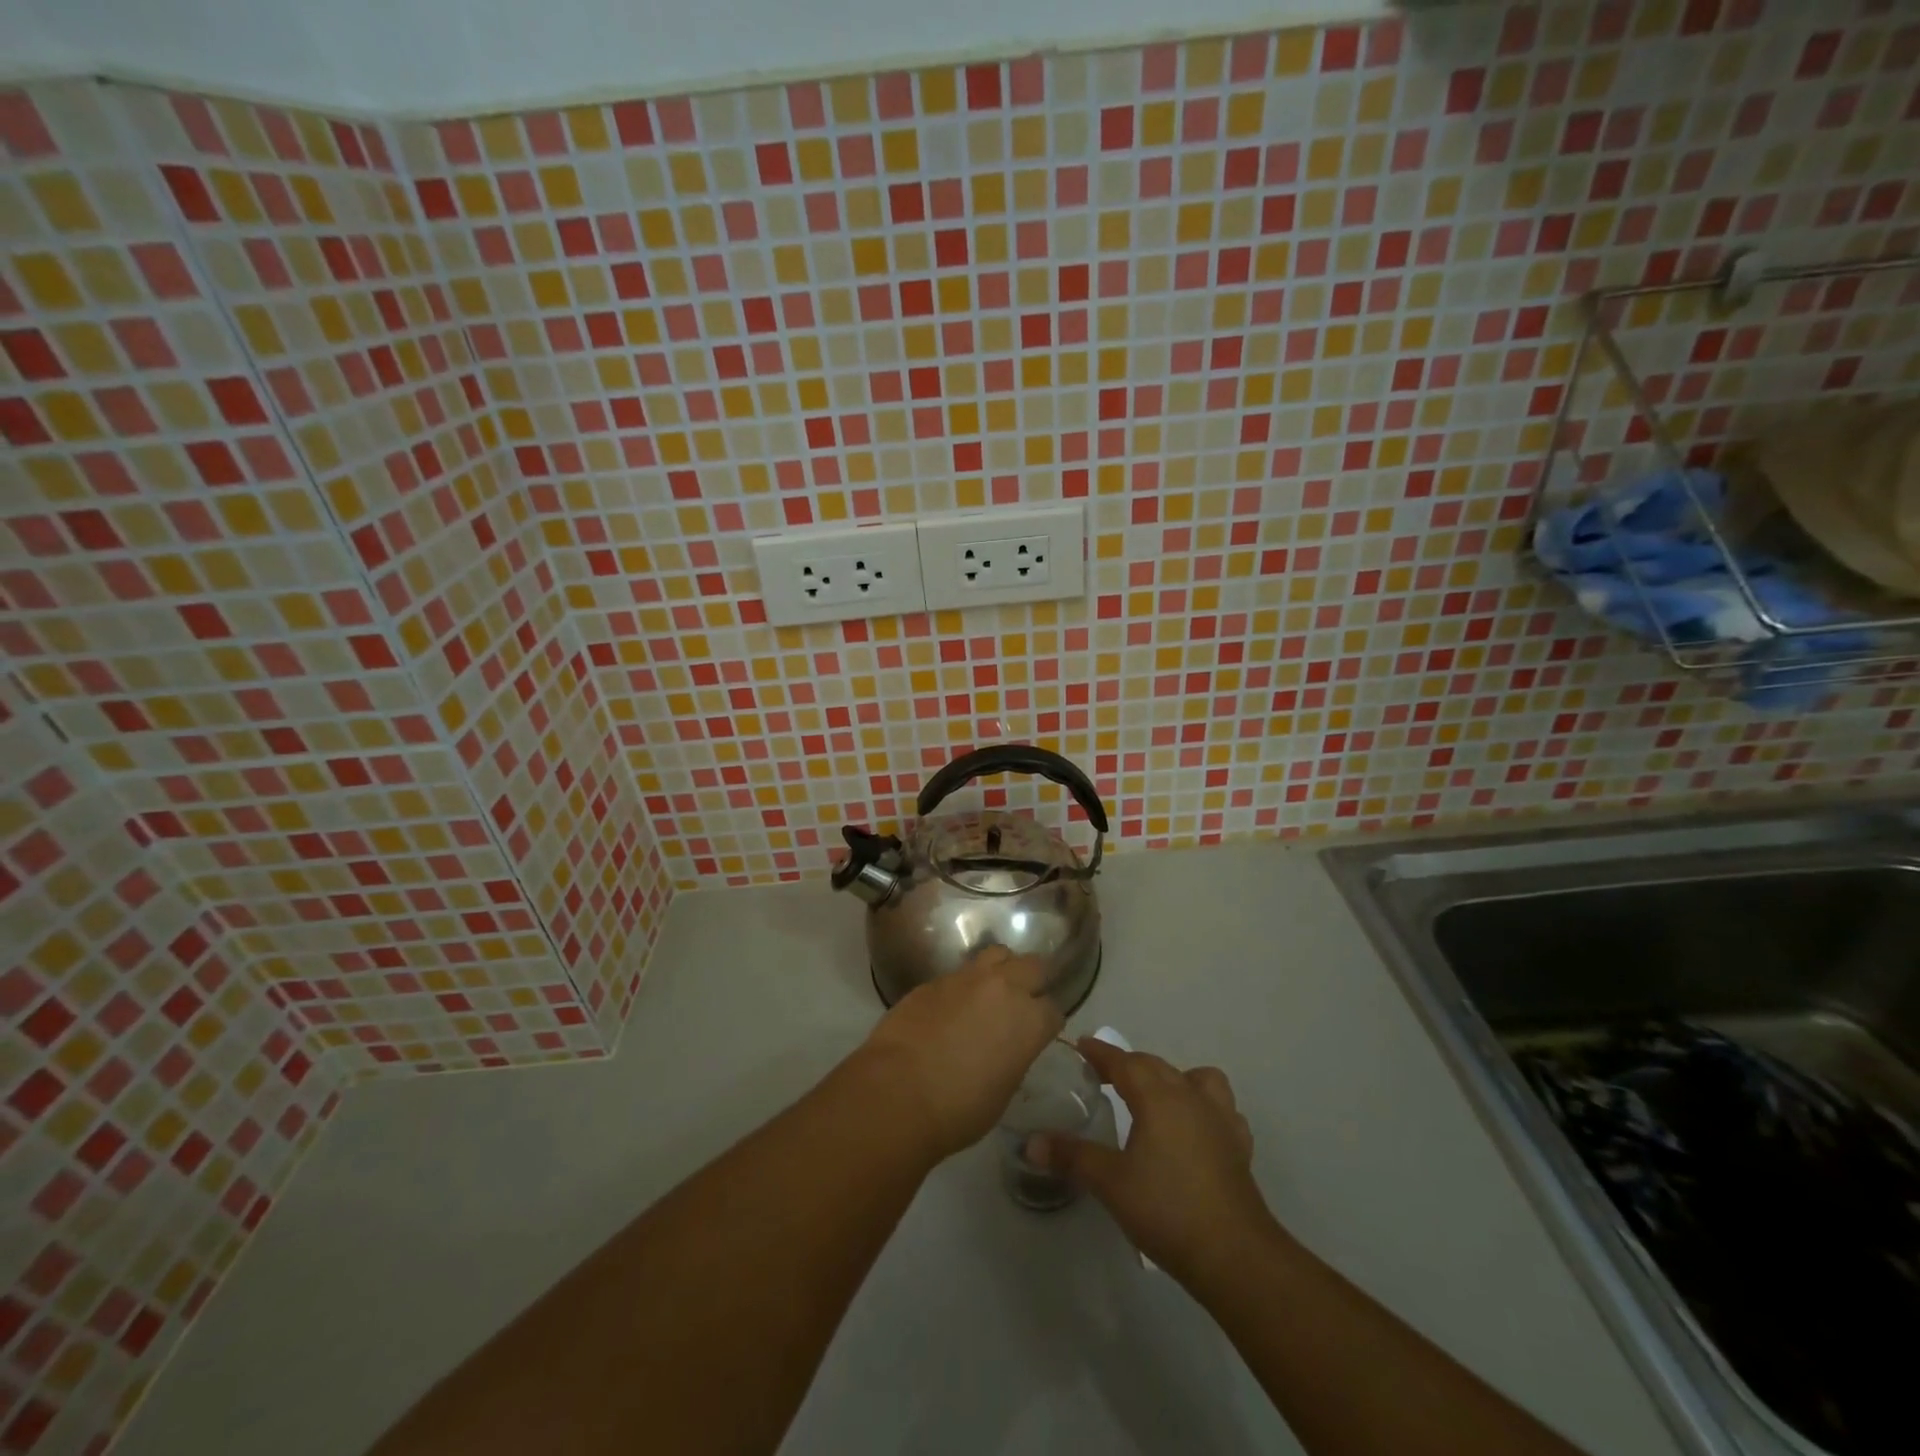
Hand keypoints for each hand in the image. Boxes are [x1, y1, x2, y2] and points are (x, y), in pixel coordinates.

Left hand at [856, 947, 1063, 1162]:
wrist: (898, 1091)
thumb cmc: (958, 1109)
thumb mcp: (1003, 1090)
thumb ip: (1014, 1057)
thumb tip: (1007, 1048)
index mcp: (1029, 1020)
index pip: (1053, 1010)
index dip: (1046, 1023)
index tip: (1038, 1034)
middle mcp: (1004, 988)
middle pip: (1033, 966)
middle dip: (1033, 982)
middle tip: (1022, 1003)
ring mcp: (967, 978)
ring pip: (998, 954)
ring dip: (1001, 970)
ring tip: (991, 992)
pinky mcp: (934, 979)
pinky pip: (960, 973)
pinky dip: (964, 986)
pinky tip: (952, 1008)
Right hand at [1035, 1040, 1277, 1288]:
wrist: (1234, 1255)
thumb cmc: (1167, 1210)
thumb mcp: (1110, 1183)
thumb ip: (1071, 1157)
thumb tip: (1030, 1143)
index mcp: (1158, 1097)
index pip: (1124, 1062)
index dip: (1100, 1053)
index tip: (1081, 1046)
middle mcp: (1190, 1097)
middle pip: (1156, 1066)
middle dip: (1129, 1064)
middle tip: (1105, 1075)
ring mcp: (1220, 1120)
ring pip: (1197, 1079)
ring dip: (1174, 1078)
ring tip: (1157, 1098)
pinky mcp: (1239, 1146)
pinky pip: (1222, 1111)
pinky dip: (1206, 1109)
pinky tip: (1196, 1130)